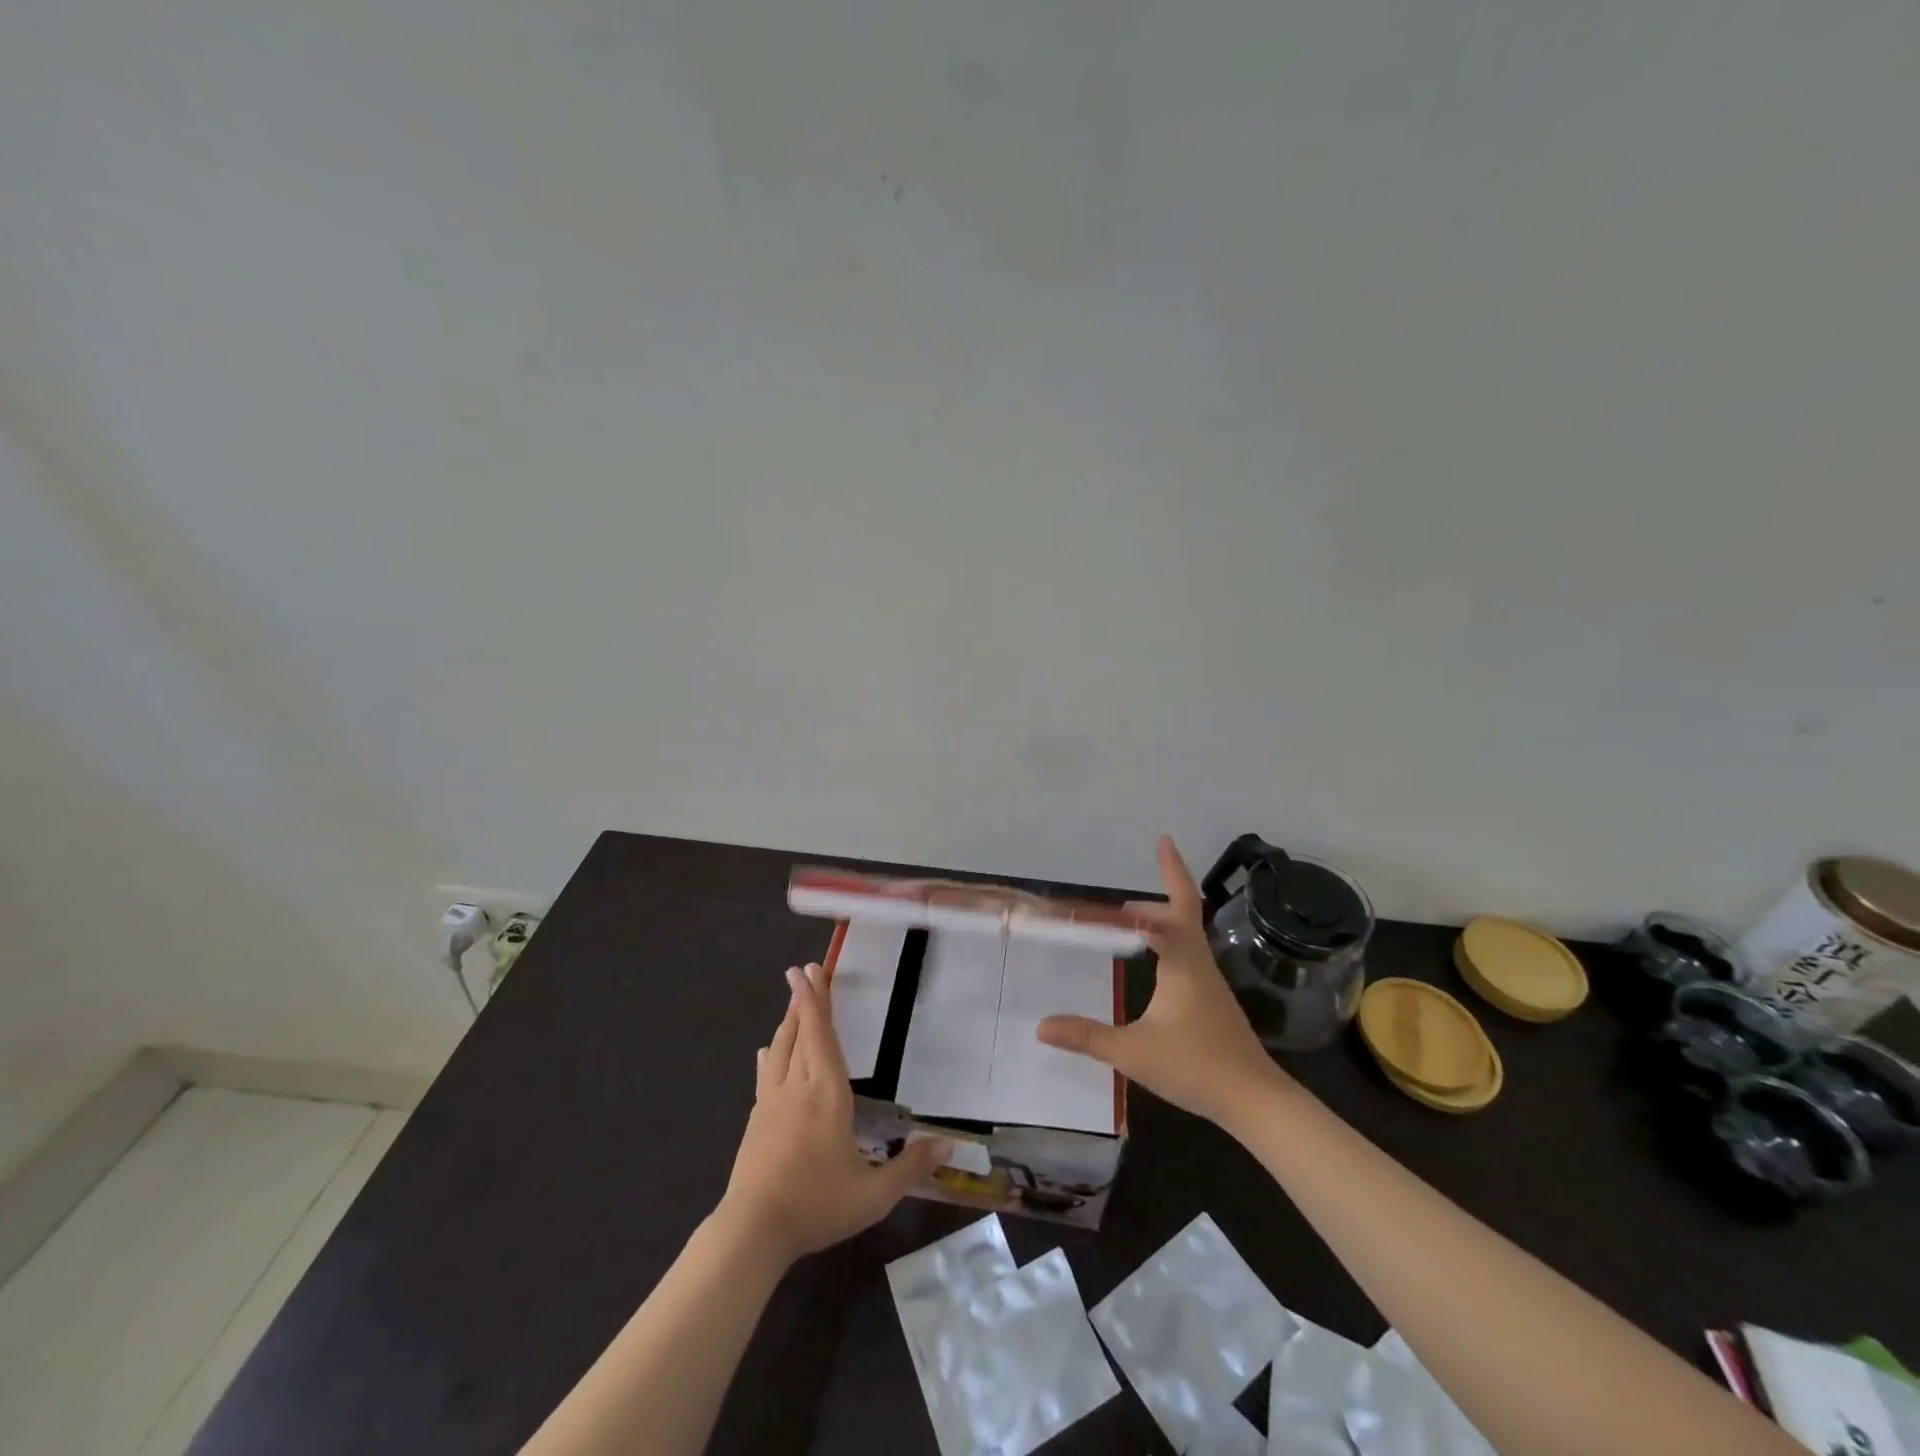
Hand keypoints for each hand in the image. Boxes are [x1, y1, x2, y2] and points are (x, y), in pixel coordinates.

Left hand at [718, 963, 949, 1267]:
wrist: (752, 1231)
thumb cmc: (816, 1206)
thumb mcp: (873, 1195)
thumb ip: (910, 1167)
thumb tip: (947, 1144)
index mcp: (828, 1094)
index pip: (821, 1036)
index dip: (816, 1001)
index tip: (808, 970)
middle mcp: (798, 1087)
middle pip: (800, 1033)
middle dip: (804, 1000)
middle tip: (805, 970)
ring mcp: (771, 1101)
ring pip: (780, 1049)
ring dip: (788, 1021)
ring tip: (793, 1000)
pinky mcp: (756, 1119)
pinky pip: (765, 1073)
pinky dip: (770, 1054)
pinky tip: (766, 1051)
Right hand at [1038, 836, 1284, 1130]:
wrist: (1255, 1101)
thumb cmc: (1196, 1066)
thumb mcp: (1133, 1052)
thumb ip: (1087, 1036)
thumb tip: (1041, 1026)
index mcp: (1183, 963)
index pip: (1173, 907)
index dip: (1170, 872)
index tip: (1162, 840)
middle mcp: (1199, 963)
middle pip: (1186, 911)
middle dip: (1167, 885)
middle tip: (1146, 869)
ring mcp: (1209, 982)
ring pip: (1189, 933)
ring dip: (1165, 915)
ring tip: (1133, 920)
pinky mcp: (1212, 999)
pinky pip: (1189, 952)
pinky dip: (1170, 939)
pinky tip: (1156, 960)